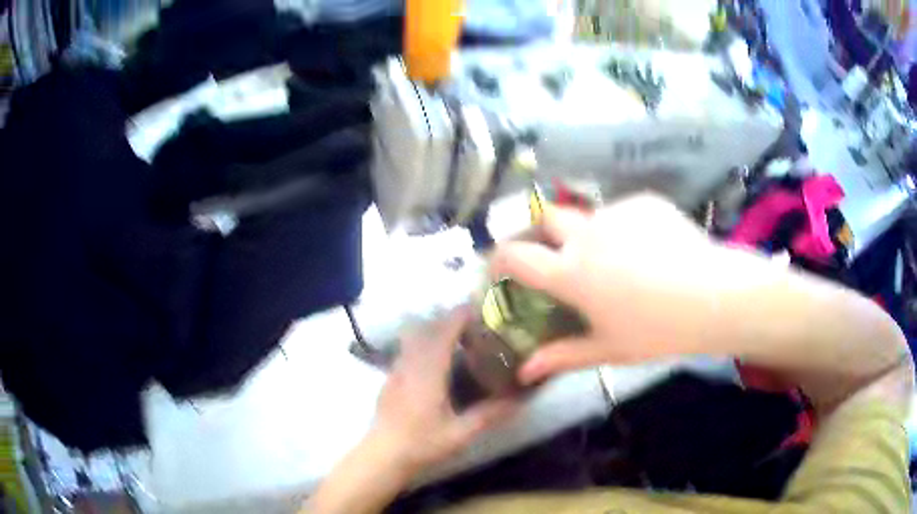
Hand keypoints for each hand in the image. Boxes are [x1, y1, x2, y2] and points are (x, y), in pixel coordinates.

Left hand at [370, 308, 517, 474]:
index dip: (461, 315)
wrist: (382, 455)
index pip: (444, 329)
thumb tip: (519, 400)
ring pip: (414, 336)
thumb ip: (489, 414)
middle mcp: (410, 362)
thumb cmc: (421, 443)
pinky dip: (424, 344)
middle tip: (474, 329)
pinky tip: (436, 365)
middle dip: (450, 320)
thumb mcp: (461, 433)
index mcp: (428, 370)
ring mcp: (396, 368)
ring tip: (457, 343)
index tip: (481, 310)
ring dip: (435, 331)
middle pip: (427, 327)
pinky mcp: (390, 378)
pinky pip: (407, 349)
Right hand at [490, 194, 720, 384]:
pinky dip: (628, 230)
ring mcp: (616, 212)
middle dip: (544, 232)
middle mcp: (586, 234)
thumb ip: (561, 357)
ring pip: (592, 218)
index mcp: (571, 272)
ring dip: (595, 237)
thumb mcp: (607, 348)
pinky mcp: (644, 202)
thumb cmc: (657, 330)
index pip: (516, 256)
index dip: (499, 259)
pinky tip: (653, 252)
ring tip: (626, 264)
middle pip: (548, 218)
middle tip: (561, 255)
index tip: (499, 269)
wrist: (714, 296)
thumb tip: (525, 373)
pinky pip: (625, 213)